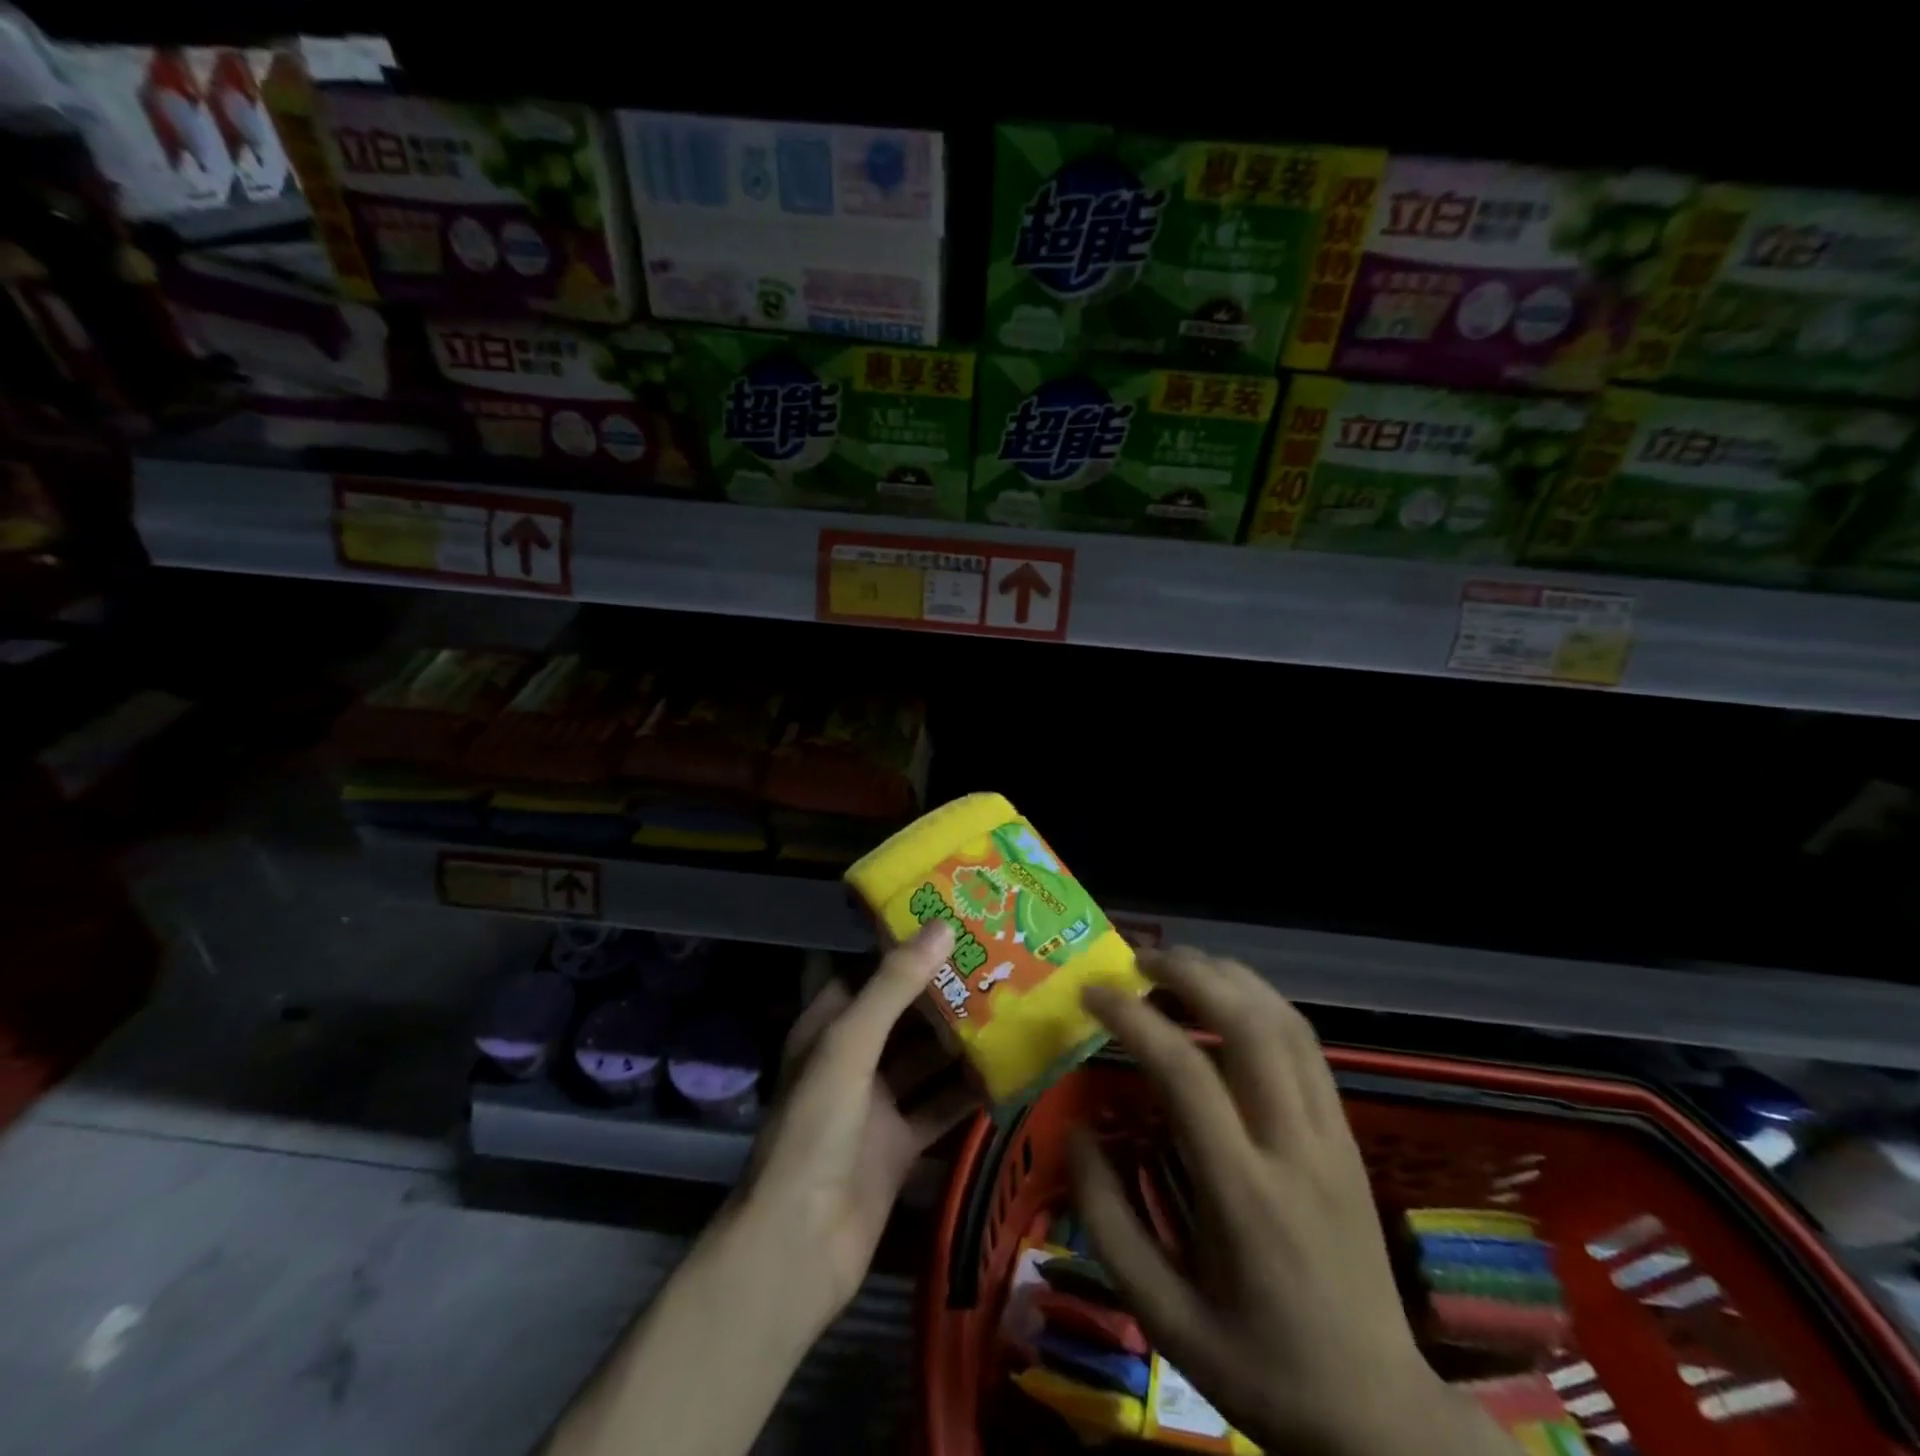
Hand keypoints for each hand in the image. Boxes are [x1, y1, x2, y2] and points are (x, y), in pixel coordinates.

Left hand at [736, 921, 973, 1332]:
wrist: (798, 1246)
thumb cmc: (816, 1128)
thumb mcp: (850, 1044)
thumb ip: (894, 985)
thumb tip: (942, 926)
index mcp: (828, 1027)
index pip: (869, 971)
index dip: (906, 948)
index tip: (955, 923)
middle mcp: (851, 1059)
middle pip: (903, 1015)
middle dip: (944, 993)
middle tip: (998, 963)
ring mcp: (876, 1104)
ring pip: (925, 1060)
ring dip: (961, 1039)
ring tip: (1012, 1007)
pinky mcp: (899, 1145)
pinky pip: (939, 1107)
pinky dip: (967, 1091)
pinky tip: (1008, 1071)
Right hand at [1071, 948, 1511, 1455]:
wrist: (1379, 1416)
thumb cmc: (1259, 1368)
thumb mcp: (1162, 1319)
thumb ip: (1107, 1221)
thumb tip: (1075, 1130)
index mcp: (1244, 1195)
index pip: (1187, 1071)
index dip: (1133, 1018)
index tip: (1092, 995)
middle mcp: (1294, 1147)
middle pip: (1249, 1024)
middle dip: (1189, 973)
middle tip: (1137, 959)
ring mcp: (1331, 1135)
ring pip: (1285, 1022)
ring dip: (1228, 977)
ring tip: (1176, 964)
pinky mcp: (1347, 1134)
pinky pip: (1306, 1045)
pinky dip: (1261, 1002)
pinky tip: (1228, 998)